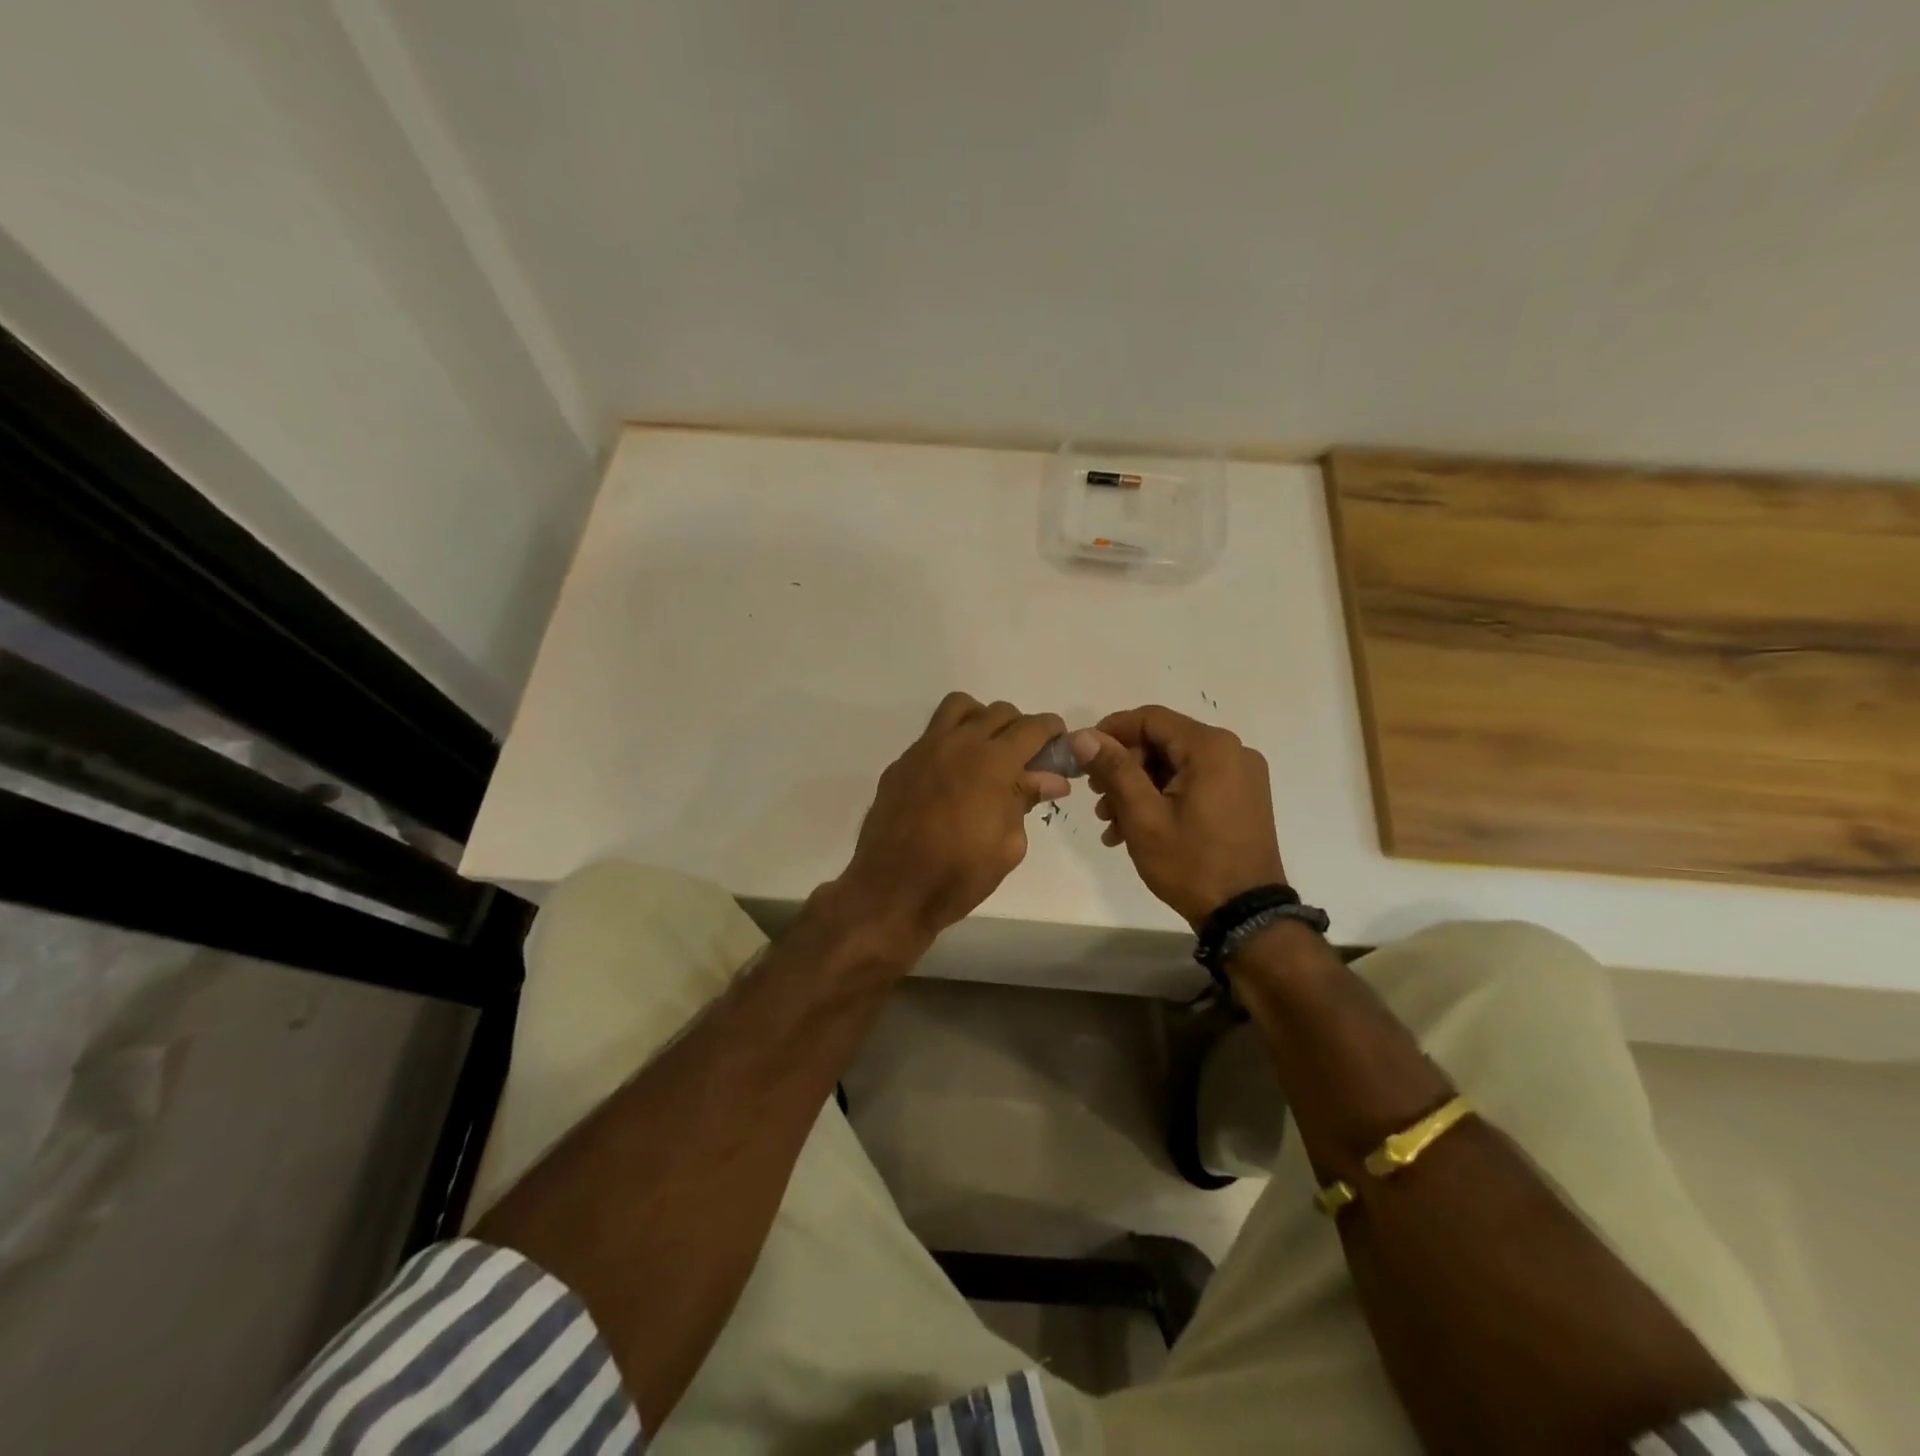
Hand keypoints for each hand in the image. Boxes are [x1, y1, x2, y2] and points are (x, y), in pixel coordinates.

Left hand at [831, 693, 1070, 949]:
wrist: (892, 889)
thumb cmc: (959, 874)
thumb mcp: (1008, 844)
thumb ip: (1027, 801)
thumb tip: (1051, 779)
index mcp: (993, 763)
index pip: (1032, 727)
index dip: (1052, 730)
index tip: (1059, 743)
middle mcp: (959, 744)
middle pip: (998, 712)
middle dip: (1020, 728)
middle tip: (1026, 757)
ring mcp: (924, 749)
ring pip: (960, 708)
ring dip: (981, 720)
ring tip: (987, 751)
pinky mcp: (901, 763)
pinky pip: (932, 735)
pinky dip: (952, 742)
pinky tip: (953, 776)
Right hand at [1072, 705, 1286, 927]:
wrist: (1245, 915)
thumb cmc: (1191, 863)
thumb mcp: (1143, 816)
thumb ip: (1114, 769)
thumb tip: (1083, 736)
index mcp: (1211, 748)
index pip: (1150, 718)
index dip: (1111, 731)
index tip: (1083, 757)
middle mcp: (1232, 751)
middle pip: (1162, 741)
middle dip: (1124, 767)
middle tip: (1097, 799)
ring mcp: (1241, 775)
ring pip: (1174, 764)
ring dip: (1138, 787)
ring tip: (1111, 823)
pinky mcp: (1242, 797)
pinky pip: (1193, 782)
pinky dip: (1163, 797)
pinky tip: (1136, 829)